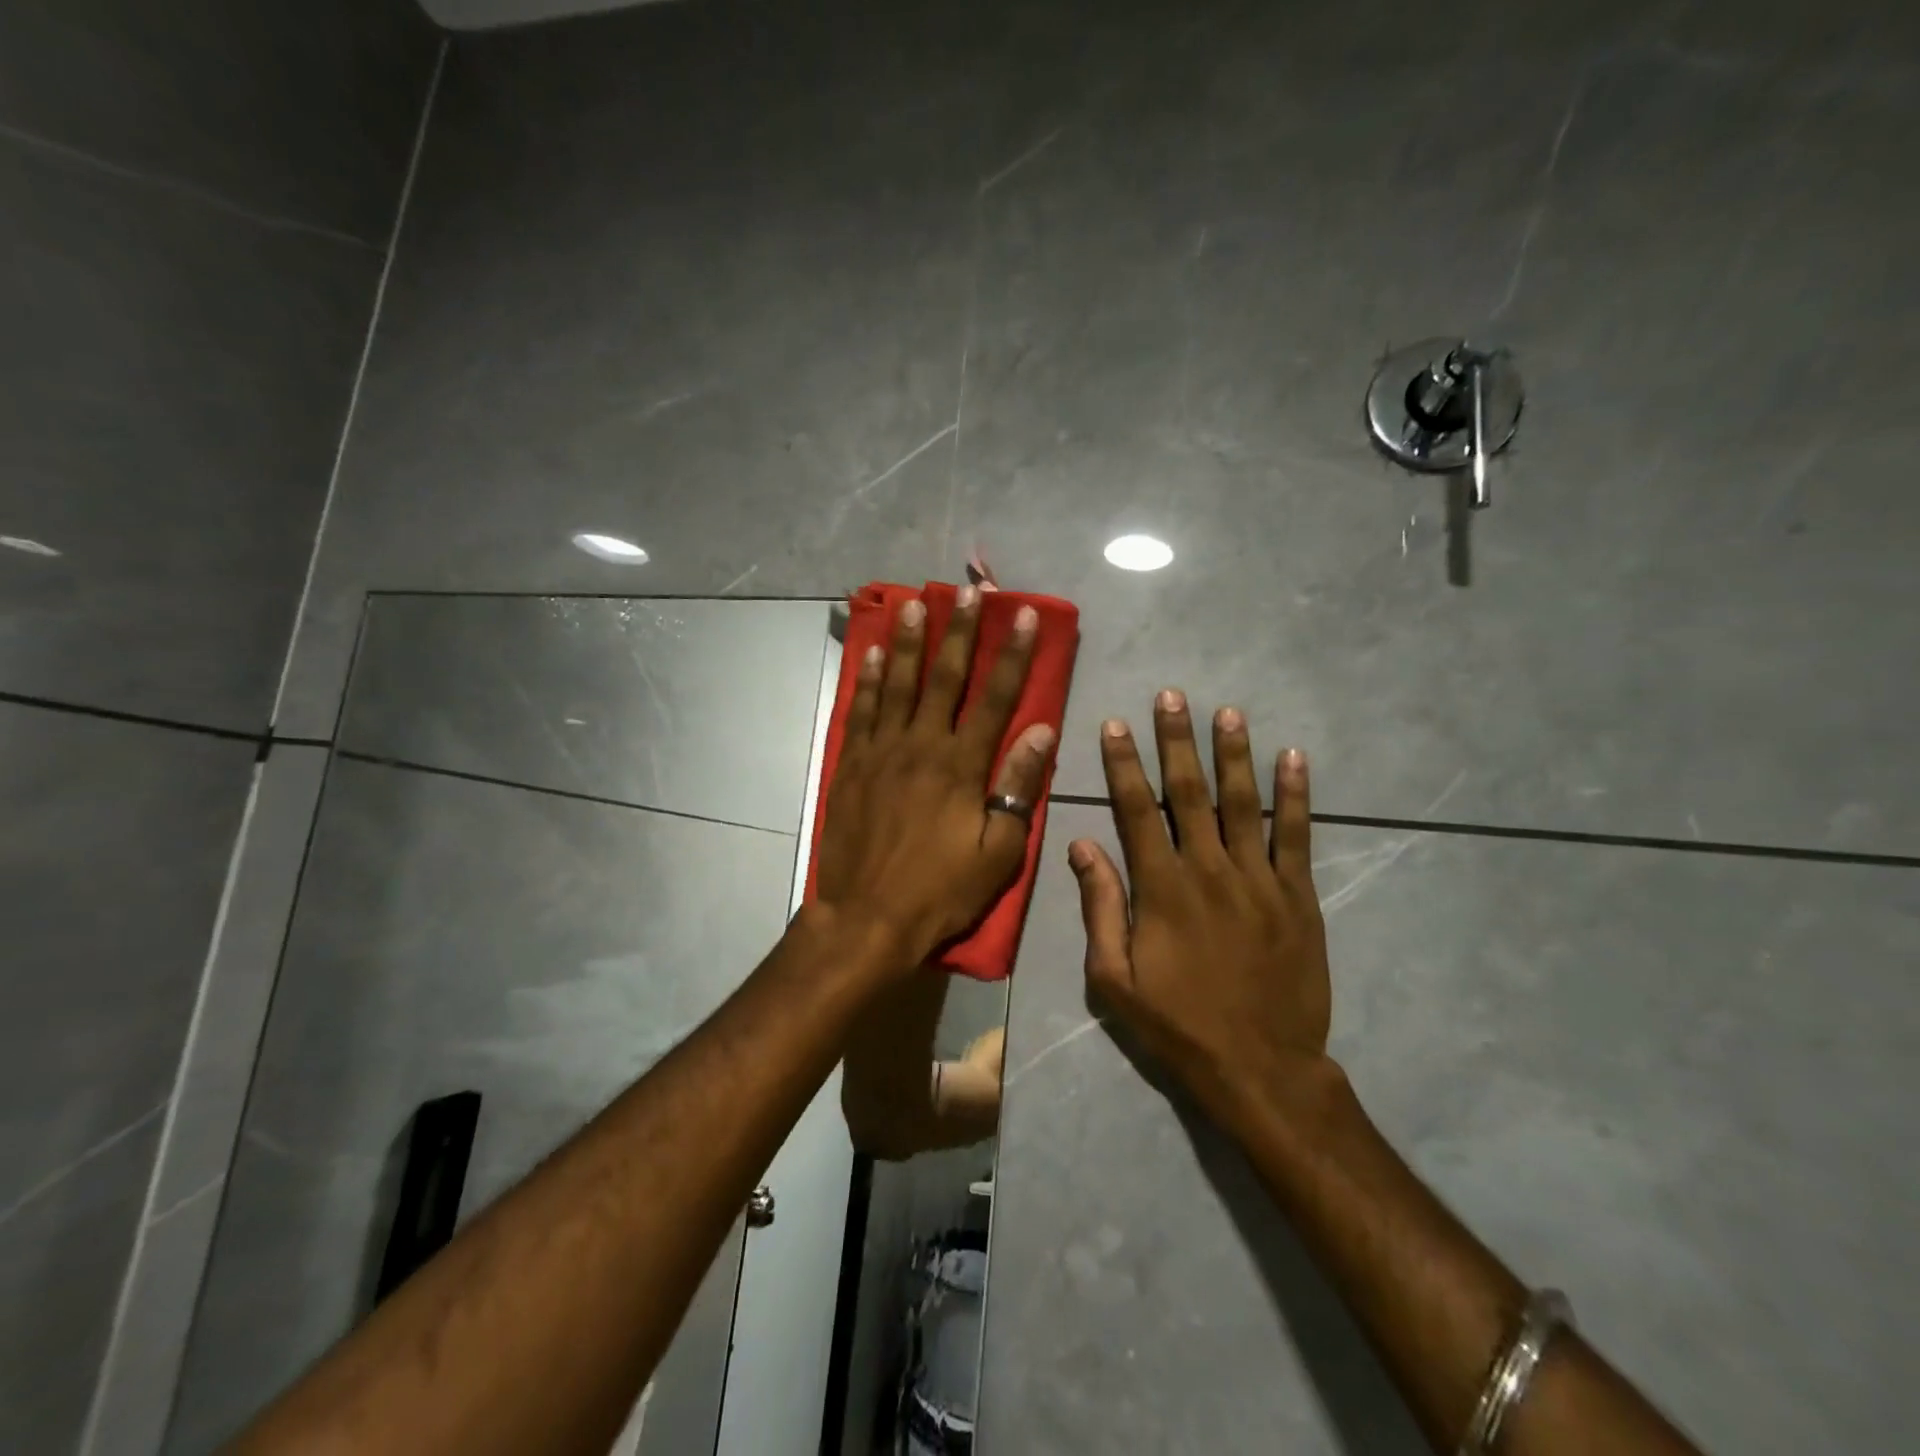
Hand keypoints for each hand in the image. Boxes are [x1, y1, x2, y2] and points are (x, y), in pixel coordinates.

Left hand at [816, 587, 1057, 967]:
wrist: (866, 918)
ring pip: (897, 684)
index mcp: (961, 766)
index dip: (1011, 655)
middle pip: (943, 677)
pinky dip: (867, 681)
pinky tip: (872, 655)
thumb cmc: (940, 890)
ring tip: (915, 603)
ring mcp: (880, 752)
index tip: (1022, 615)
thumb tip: (1041, 731)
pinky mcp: (851, 766)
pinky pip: (860, 712)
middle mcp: (920, 746)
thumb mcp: (997, 851)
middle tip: (967, 589)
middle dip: (959, 631)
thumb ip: (1017, 787)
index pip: (995, 698)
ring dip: (908, 641)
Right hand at [1069, 691, 1332, 1130]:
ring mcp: (1259, 879)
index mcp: (1161, 888)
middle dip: (1177, 741)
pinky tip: (1294, 758)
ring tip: (1227, 711)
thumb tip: (1082, 846)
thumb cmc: (1177, 1024)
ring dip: (1234, 754)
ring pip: (1245, 802)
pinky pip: (1298, 836)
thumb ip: (1100, 907)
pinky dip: (1297, 795)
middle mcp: (1209, 869)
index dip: (1124, 764)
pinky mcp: (1298, 896)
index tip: (1116, 724)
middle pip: (1190, 792)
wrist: (1261, 1068)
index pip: (1137, 810)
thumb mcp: (1114, 978)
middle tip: (1172, 696)